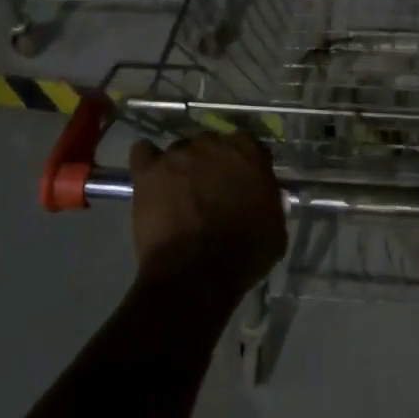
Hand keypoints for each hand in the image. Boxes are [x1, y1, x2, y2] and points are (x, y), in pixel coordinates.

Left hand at [128, 132, 286, 295]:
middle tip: (210, 188)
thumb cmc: (244, 255)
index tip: (242, 181)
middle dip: (211, 161)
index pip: (248, 145)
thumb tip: (260, 195)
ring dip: (182, 166)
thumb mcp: (276, 228)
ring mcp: (177, 155)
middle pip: (211, 143)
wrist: (197, 274)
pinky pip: (143, 152)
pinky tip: (151, 176)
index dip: (244, 164)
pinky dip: (147, 160)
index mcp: (248, 153)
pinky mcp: (147, 172)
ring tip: (179, 191)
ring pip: (180, 149)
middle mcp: (212, 144)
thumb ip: (268, 200)